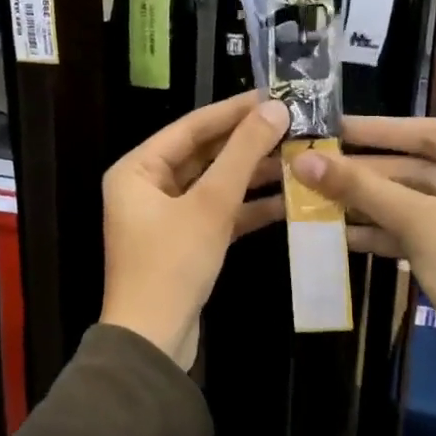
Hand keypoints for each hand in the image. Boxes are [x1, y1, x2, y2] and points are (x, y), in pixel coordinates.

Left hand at [101, 93, 289, 368]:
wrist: (154, 341)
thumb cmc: (172, 264)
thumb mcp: (210, 204)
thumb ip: (242, 154)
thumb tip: (274, 108)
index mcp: (137, 169)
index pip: (191, 127)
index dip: (234, 110)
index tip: (274, 94)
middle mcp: (147, 186)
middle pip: (204, 154)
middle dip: (248, 143)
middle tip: (292, 124)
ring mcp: (166, 216)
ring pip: (214, 184)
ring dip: (253, 174)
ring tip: (298, 156)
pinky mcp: (185, 242)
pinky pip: (218, 213)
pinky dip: (248, 207)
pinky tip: (288, 199)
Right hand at [293, 118, 435, 408]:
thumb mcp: (419, 223)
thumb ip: (361, 188)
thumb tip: (302, 160)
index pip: (430, 133)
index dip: (376, 130)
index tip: (331, 126)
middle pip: (420, 169)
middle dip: (366, 174)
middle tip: (314, 167)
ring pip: (416, 202)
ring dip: (368, 205)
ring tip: (316, 199)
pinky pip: (421, 230)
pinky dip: (385, 231)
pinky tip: (340, 234)